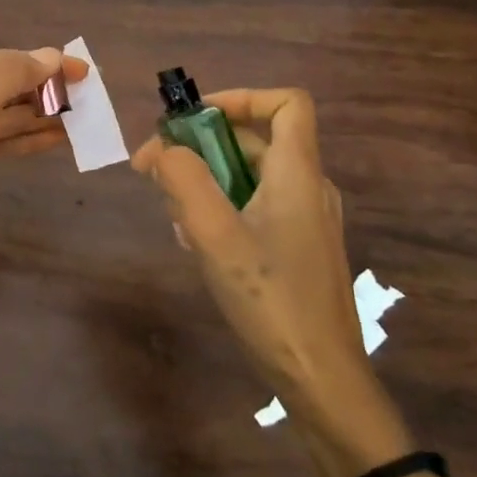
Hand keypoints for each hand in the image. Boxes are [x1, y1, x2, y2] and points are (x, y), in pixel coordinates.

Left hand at [0, 46, 88, 248]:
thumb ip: (5, 83)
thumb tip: (52, 55)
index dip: (37, 64)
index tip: (80, 69)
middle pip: (0, 88)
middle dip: (41, 91)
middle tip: (87, 94)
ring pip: (4, 118)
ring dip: (40, 116)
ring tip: (81, 115)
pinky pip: (1, 142)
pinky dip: (28, 140)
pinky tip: (60, 137)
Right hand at [132, 87, 364, 410]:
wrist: (320, 378)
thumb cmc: (270, 299)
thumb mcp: (214, 234)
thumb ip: (184, 180)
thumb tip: (162, 151)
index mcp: (298, 174)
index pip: (286, 104)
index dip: (239, 98)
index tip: (191, 120)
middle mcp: (308, 188)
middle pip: (255, 140)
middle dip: (201, 147)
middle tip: (156, 172)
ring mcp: (306, 220)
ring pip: (249, 176)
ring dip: (205, 181)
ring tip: (174, 215)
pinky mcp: (298, 248)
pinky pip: (254, 206)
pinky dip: (220, 209)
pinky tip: (196, 244)